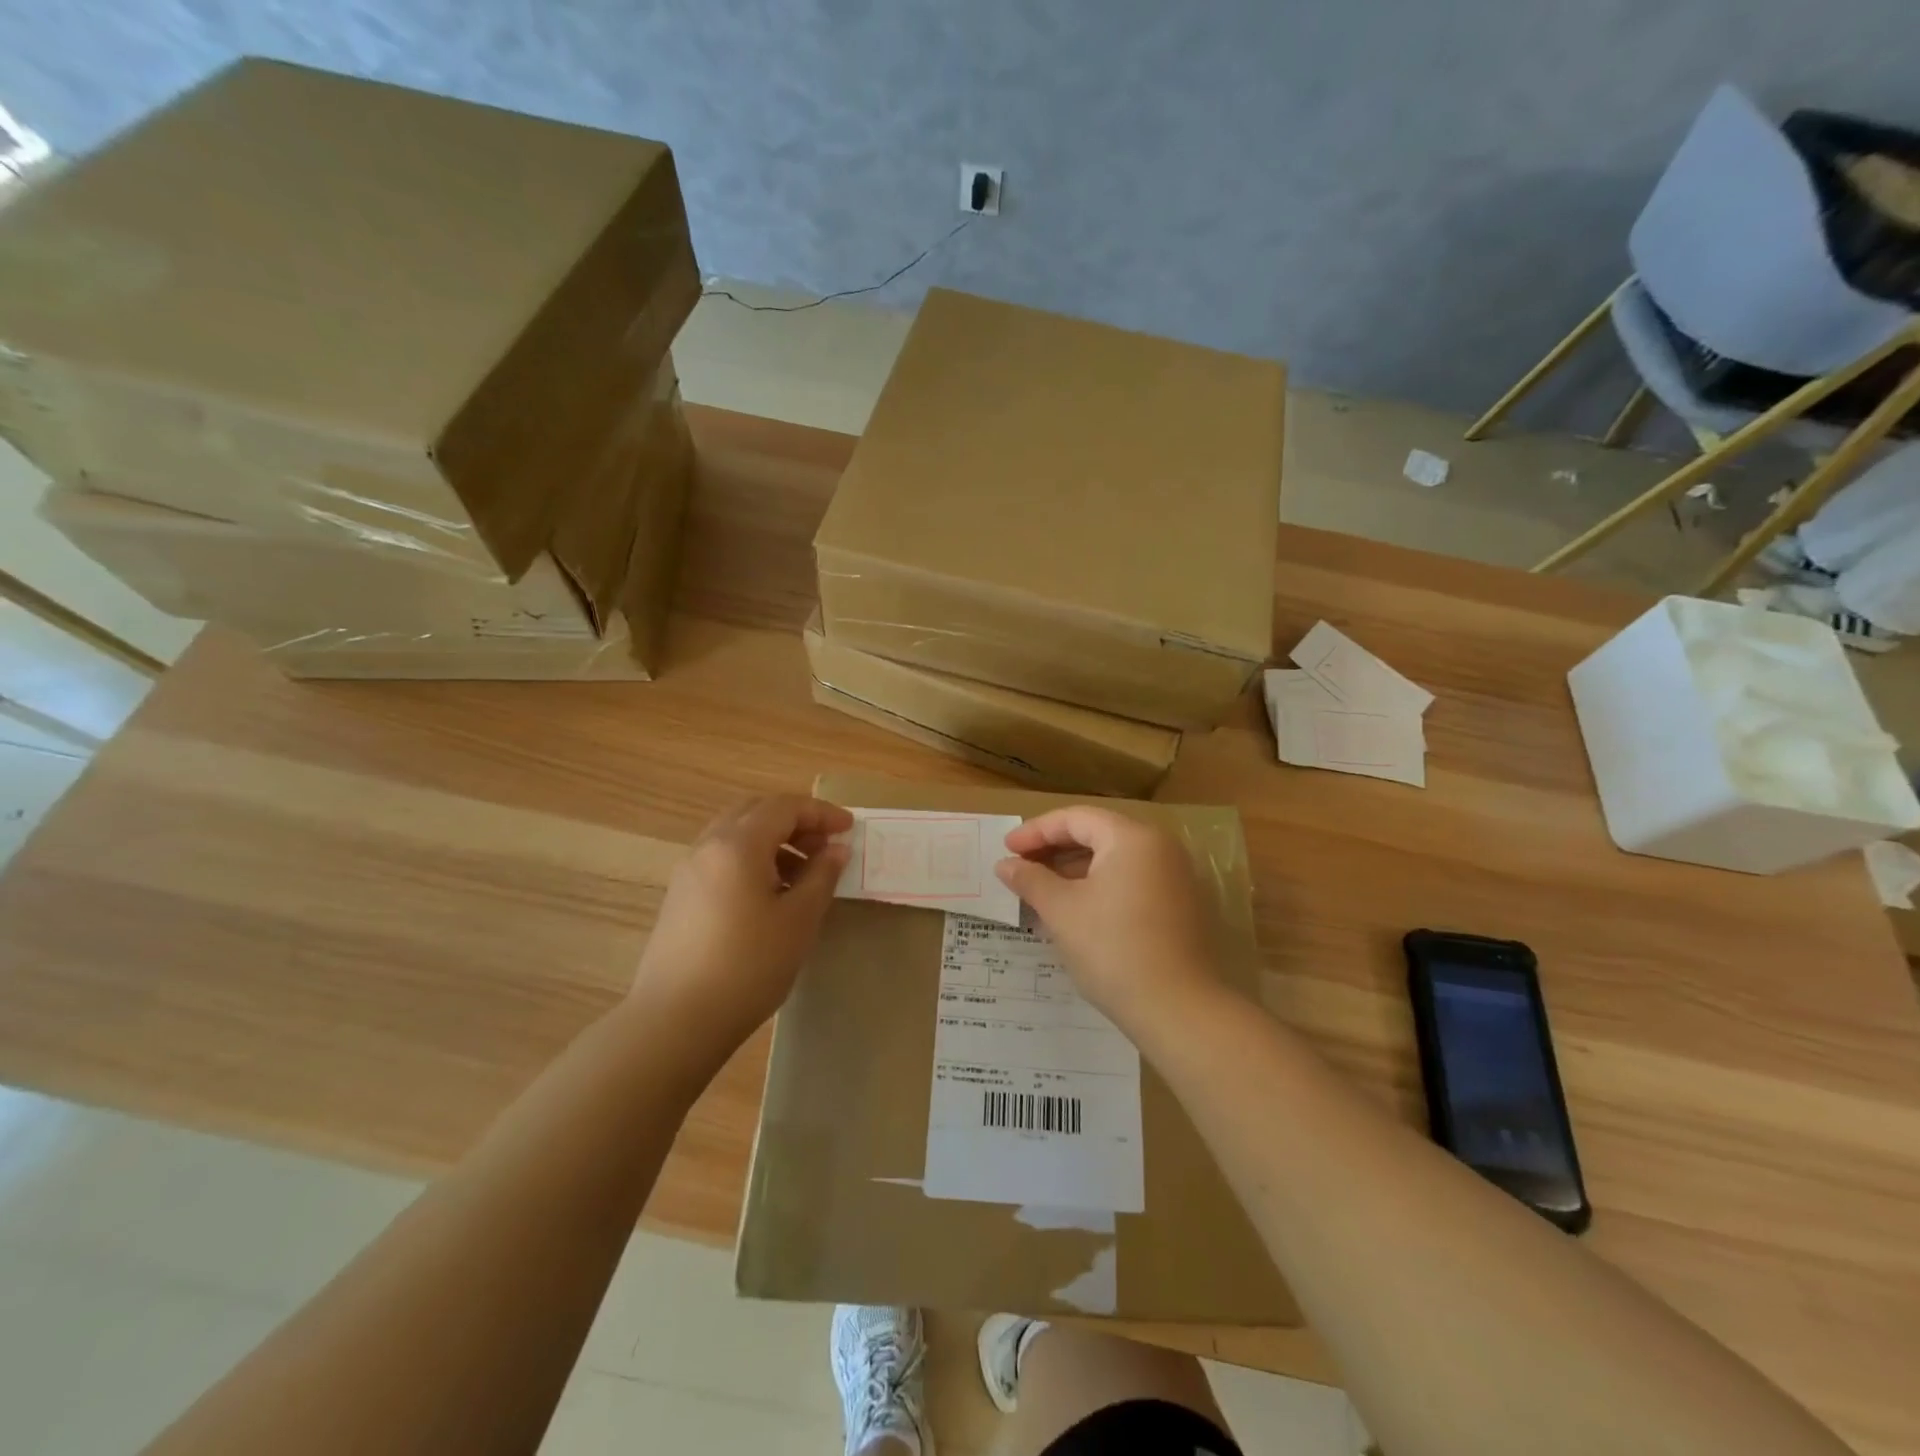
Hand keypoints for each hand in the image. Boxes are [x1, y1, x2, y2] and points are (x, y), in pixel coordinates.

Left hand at [632, 795, 852, 1052]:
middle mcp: (708, 846)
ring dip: (773, 840)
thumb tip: (835, 850)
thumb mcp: (799, 920)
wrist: (677, 1020)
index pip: (785, 807)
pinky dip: (751, 859)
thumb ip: (821, 876)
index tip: (849, 829)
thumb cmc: (749, 965)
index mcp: (738, 844)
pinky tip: (770, 895)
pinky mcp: (680, 895)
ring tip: (803, 874)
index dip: (821, 813)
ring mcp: (689, 870)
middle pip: (756, 811)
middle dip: (795, 821)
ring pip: (736, 834)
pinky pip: (721, 857)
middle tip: (825, 846)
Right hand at [995, 806, 1223, 1030]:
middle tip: (1020, 869)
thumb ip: (1031, 880)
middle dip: (1054, 850)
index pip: (1076, 818)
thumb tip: (1005, 865)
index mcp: (1132, 838)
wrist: (1179, 1011)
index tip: (1006, 849)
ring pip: (1114, 861)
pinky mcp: (1180, 907)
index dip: (1036, 831)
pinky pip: (1131, 882)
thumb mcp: (1062, 911)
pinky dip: (1099, 889)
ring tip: (1039, 894)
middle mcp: (1160, 848)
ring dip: (1074, 872)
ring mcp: (1175, 878)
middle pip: (1097, 835)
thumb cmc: (1113, 949)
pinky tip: (1073, 913)